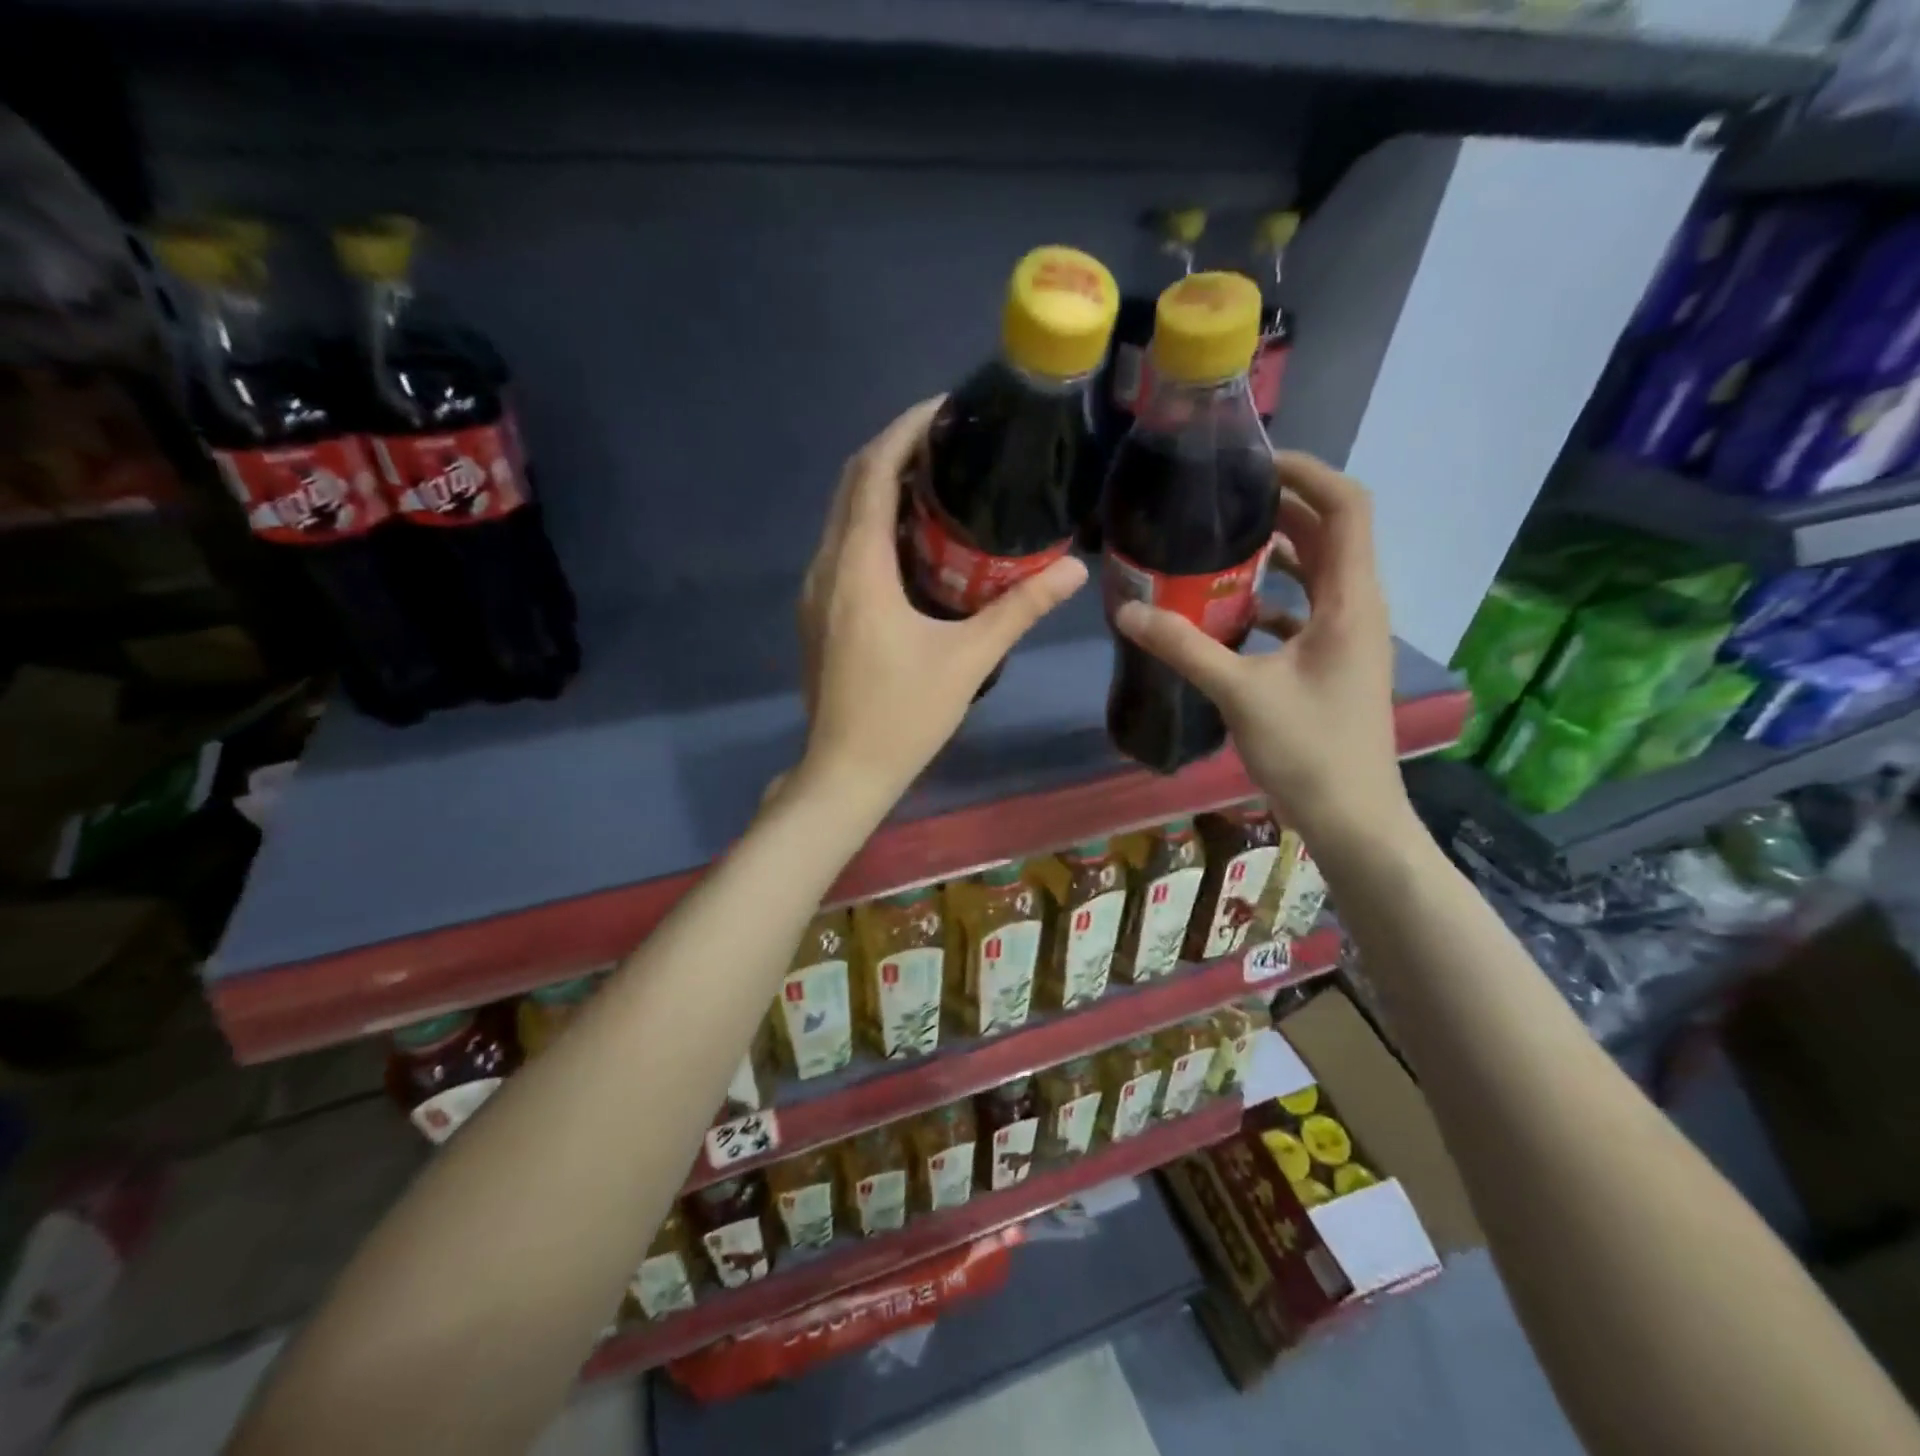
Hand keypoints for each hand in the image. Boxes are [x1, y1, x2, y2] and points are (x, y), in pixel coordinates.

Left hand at [796, 398, 1087, 809]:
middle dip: (894, 450)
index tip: (945, 408)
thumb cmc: (904, 717)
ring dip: (880, 486)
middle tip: (948, 440)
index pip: (873, 473)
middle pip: (851, 483)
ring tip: (935, 479)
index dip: (905, 430)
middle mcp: (826, 567)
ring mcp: (815, 591)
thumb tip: (1073, 571)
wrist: (844, 772)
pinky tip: (910, 539)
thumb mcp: (968, 661)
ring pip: (842, 515)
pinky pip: (841, 546)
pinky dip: (870, 523)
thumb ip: (1019, 610)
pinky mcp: (816, 612)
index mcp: (859, 569)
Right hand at [1112, 452, 1408, 850]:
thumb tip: (1127, 612)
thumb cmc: (1309, 750)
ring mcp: (1350, 637)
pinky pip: (1308, 611)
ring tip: (1222, 545)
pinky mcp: (1335, 663)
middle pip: (1333, 532)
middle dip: (1283, 508)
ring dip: (1280, 553)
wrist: (1353, 817)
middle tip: (1223, 501)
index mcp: (1351, 600)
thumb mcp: (1240, 693)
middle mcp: (1359, 607)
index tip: (1254, 466)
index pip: (1346, 506)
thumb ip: (1184, 647)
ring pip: (1321, 572)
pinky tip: (1231, 613)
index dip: (1307, 473)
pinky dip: (1275, 599)